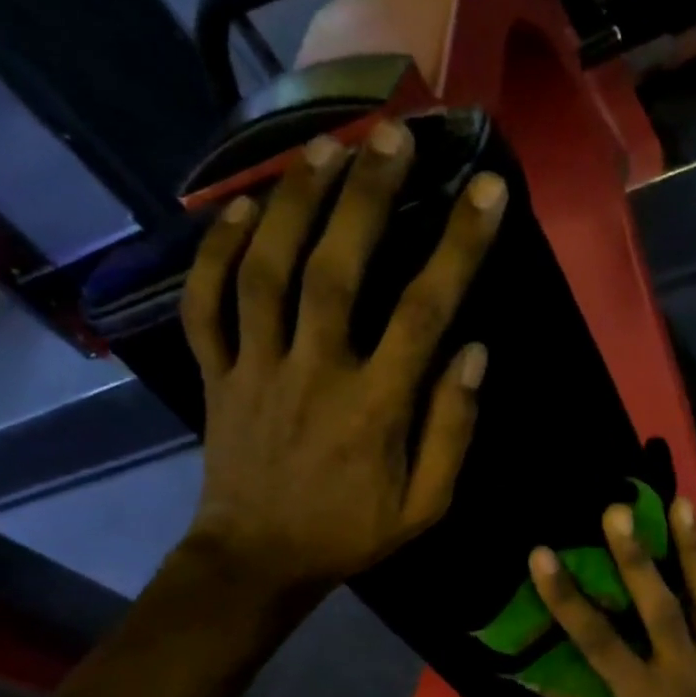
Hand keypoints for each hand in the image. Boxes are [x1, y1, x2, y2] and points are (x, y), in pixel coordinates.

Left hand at [179, 120, 505, 596]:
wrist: (259, 561)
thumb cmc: (353, 533)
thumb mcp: (426, 506)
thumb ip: (452, 431)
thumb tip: (475, 353)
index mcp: (375, 408)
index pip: (424, 313)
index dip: (459, 248)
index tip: (487, 192)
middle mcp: (314, 373)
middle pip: (336, 271)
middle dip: (367, 196)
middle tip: (393, 136)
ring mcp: (257, 368)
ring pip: (267, 272)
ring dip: (294, 203)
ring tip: (325, 147)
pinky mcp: (217, 373)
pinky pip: (208, 305)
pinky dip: (217, 252)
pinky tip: (240, 208)